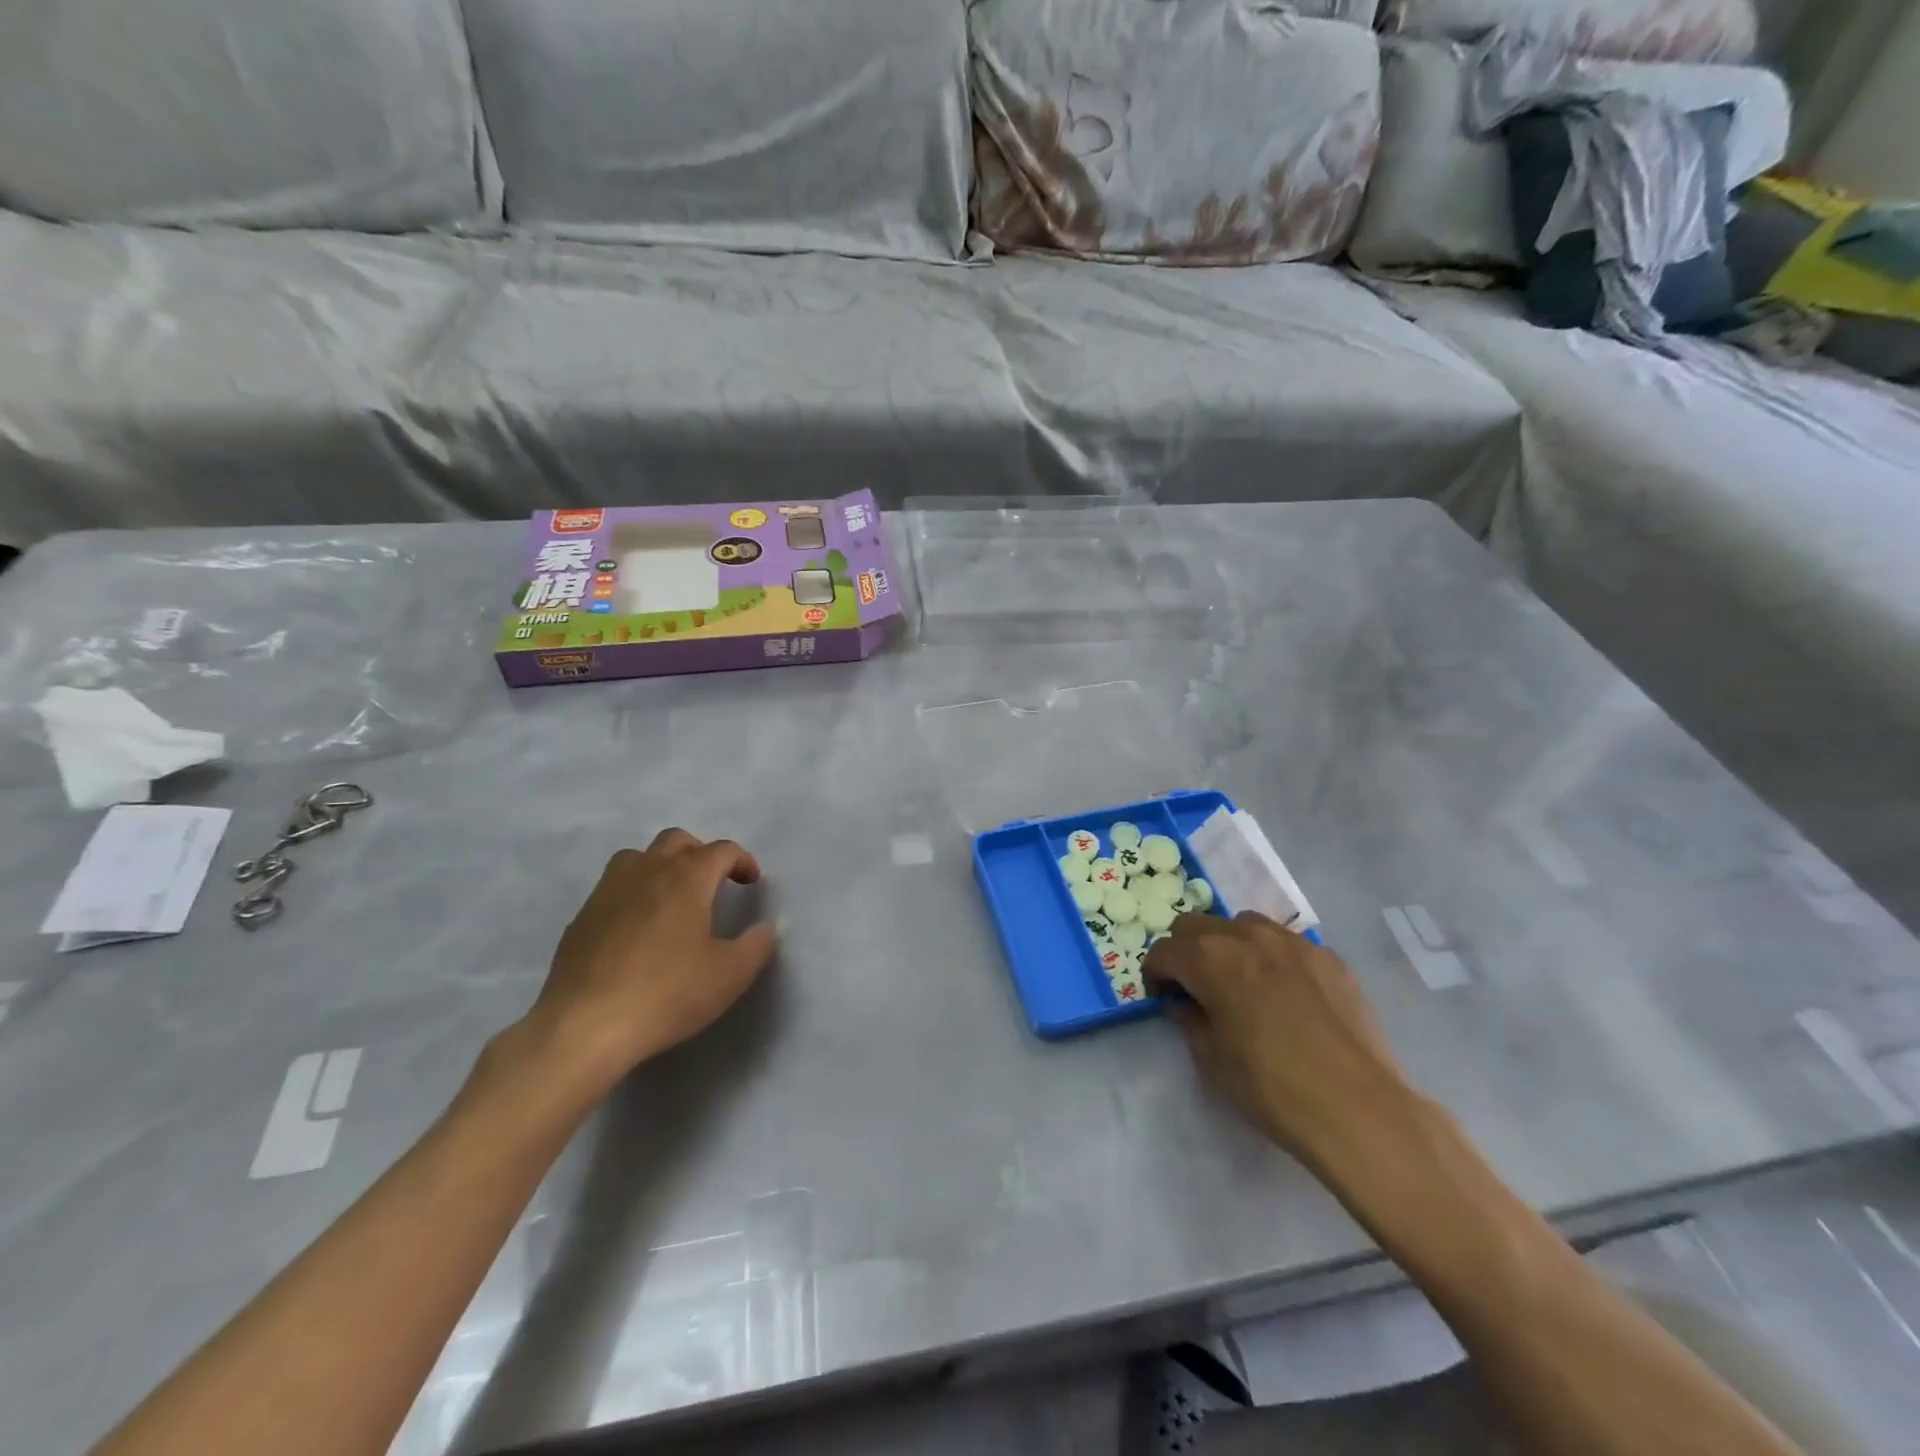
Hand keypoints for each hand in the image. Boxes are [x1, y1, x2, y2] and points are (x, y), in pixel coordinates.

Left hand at [517, 829, 777, 1089]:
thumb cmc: (667, 993)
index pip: (721, 850)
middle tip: (712, 883)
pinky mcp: (582, 917)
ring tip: (672, 896)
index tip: (751, 882)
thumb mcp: (729, 975)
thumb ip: (756, 945)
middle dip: (700, 853)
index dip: (742, 860)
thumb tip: (766, 928)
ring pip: (638, 856)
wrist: (585, 1026)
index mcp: (687, 878)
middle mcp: (648, 872)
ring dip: (661, 865)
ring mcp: (609, 891)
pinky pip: (613, 887)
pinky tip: (637, 927)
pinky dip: (633, 892)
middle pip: (677, 840)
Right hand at [1143, 913, 1412, 1168]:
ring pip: (1242, 925)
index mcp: (1210, 957)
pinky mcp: (1328, 957)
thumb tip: (1187, 1002)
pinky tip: (1283, 995)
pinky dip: (1270, 958)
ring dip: (1228, 946)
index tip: (1163, 1000)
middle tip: (1193, 988)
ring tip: (1239, 984)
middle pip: (1197, 925)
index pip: (1164, 950)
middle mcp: (1247, 935)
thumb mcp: (1211, 1058)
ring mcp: (1292, 942)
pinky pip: (1284, 943)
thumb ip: (1190, 1018)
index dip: (1155, 975)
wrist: (1358, 1108)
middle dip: (1185, 952)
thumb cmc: (1271, 1086)